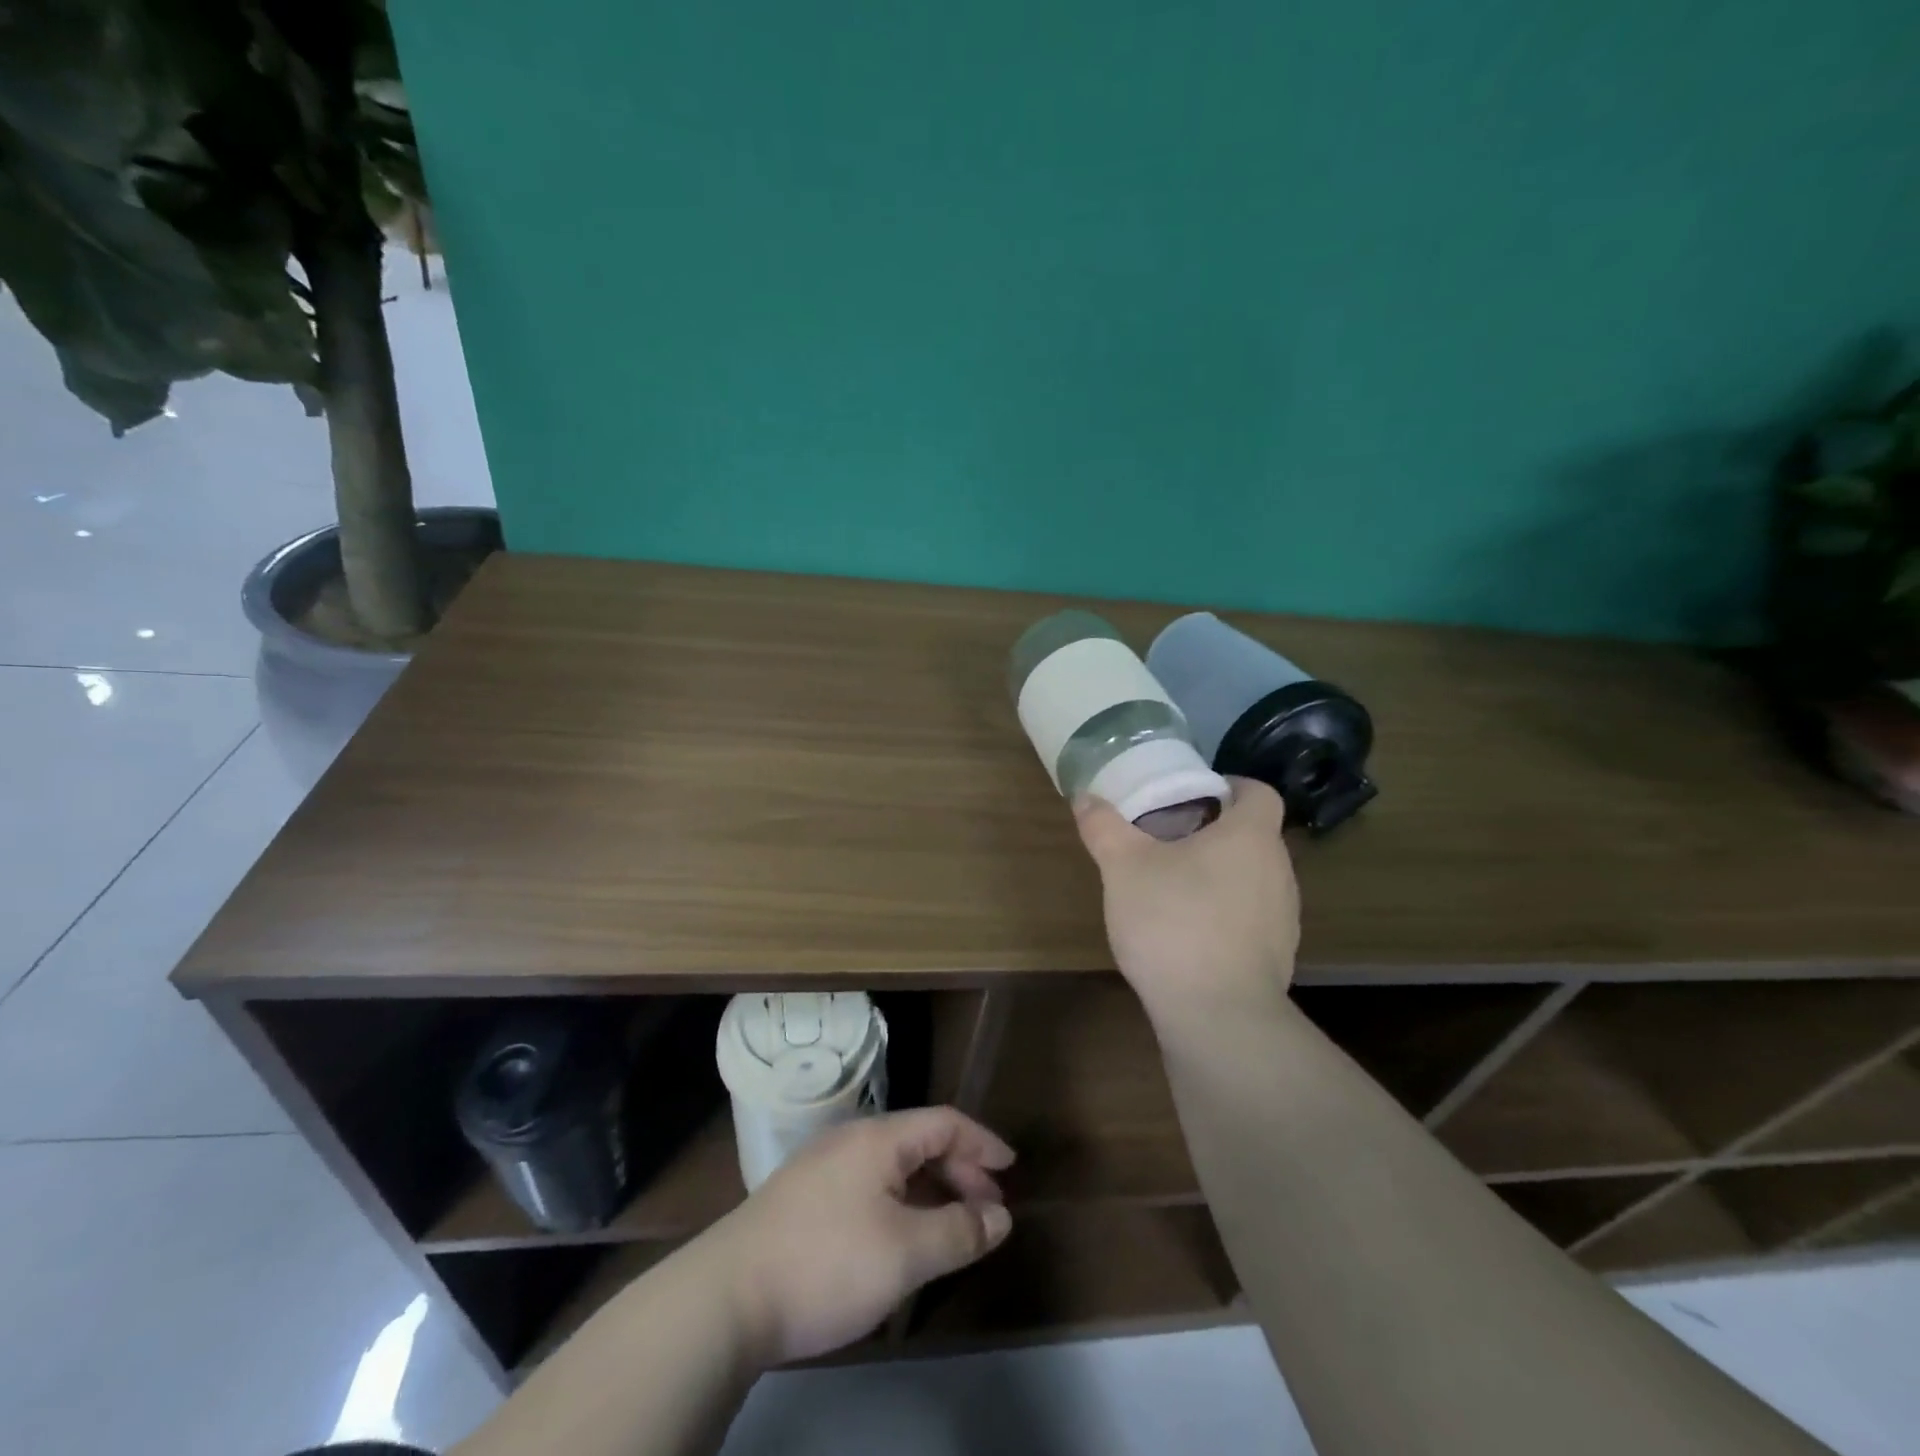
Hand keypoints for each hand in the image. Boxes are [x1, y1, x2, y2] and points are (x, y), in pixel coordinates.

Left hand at [702, 1107, 1014, 1366]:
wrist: (726, 1297)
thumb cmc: (827, 1263)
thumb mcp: (905, 1252)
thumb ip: (959, 1232)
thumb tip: (1000, 1218)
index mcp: (878, 1137)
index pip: (944, 1122)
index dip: (982, 1142)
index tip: (1011, 1170)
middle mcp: (851, 1139)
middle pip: (919, 1141)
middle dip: (960, 1172)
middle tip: (987, 1212)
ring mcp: (822, 1167)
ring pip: (892, 1166)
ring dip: (930, 1190)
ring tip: (951, 1228)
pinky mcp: (803, 1198)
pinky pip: (868, 1186)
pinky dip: (899, 1203)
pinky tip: (900, 1238)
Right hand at [1074, 776, 1299, 1030]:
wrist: (1217, 1016)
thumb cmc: (1174, 922)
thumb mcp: (1124, 868)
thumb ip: (1104, 828)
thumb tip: (1084, 797)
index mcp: (1250, 837)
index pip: (1259, 792)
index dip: (1231, 786)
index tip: (1195, 794)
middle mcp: (1278, 871)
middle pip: (1253, 836)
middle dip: (1214, 832)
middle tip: (1168, 839)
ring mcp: (1284, 918)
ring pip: (1253, 878)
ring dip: (1220, 875)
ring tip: (1174, 887)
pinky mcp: (1277, 957)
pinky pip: (1251, 918)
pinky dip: (1225, 915)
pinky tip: (1188, 934)